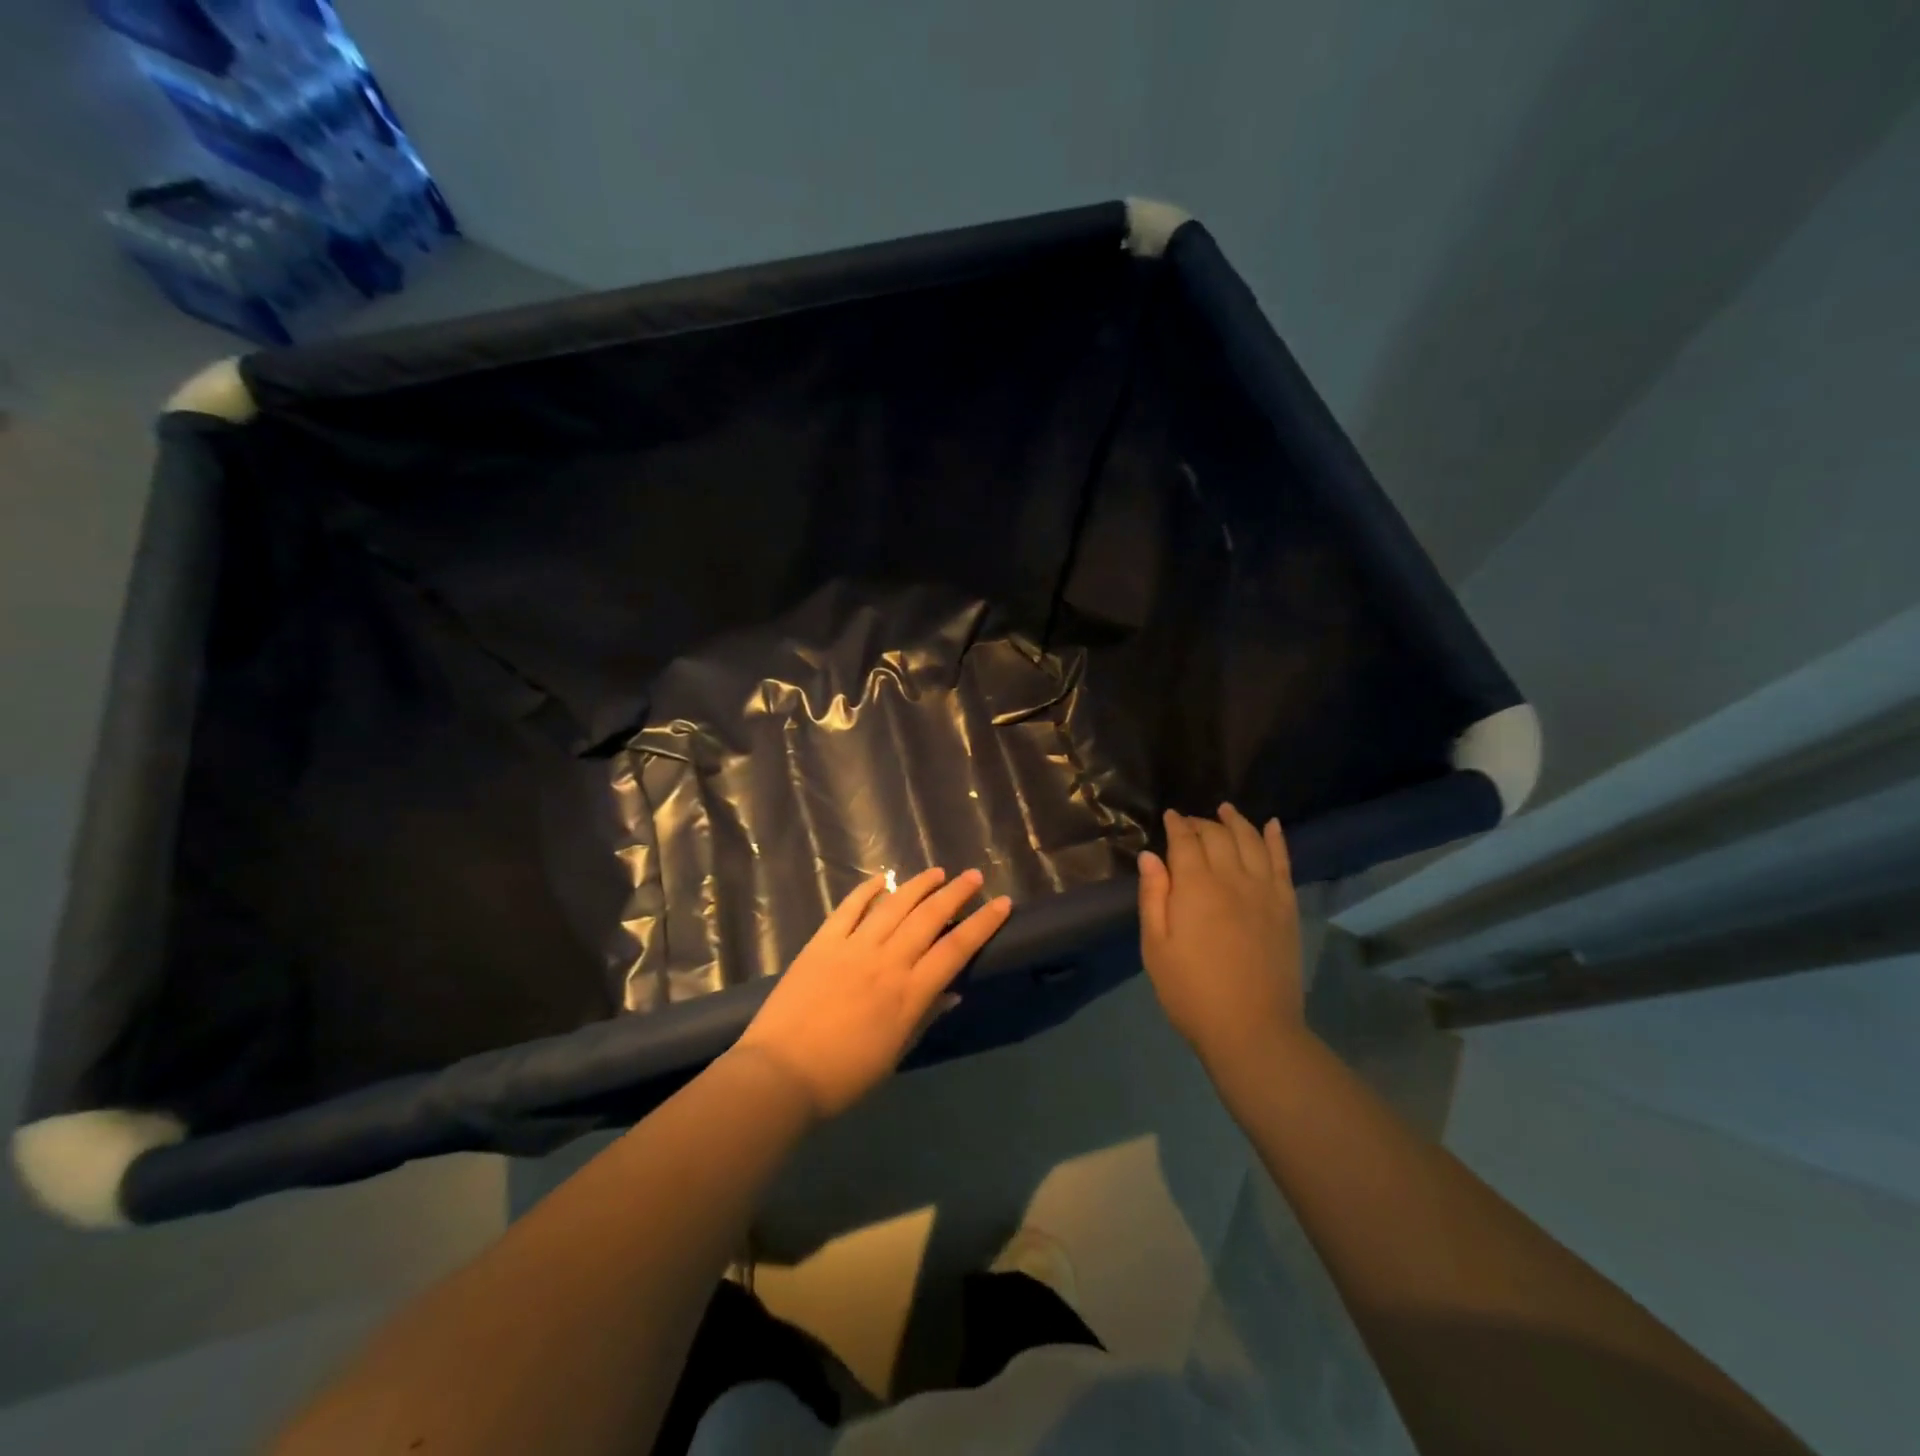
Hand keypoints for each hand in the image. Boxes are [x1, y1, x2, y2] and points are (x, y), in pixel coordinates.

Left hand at [731, 868, 1011, 1121]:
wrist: (780, 1074)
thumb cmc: (844, 1077)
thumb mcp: (895, 1054)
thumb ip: (925, 1017)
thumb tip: (953, 992)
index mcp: (910, 992)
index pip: (956, 949)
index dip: (982, 923)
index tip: (1002, 903)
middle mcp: (888, 960)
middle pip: (929, 917)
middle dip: (956, 893)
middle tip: (973, 876)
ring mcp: (853, 947)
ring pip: (894, 905)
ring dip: (918, 885)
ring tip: (937, 872)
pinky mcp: (823, 942)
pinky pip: (849, 908)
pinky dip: (867, 890)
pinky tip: (882, 879)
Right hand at [1137, 805, 1305, 1076]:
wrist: (1252, 1029)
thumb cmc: (1191, 992)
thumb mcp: (1155, 947)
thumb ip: (1153, 897)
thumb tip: (1151, 856)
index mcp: (1195, 887)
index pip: (1185, 841)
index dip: (1176, 825)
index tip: (1170, 816)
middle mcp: (1232, 878)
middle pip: (1218, 836)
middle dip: (1202, 823)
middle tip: (1190, 821)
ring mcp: (1265, 891)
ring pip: (1251, 841)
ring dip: (1237, 821)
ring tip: (1226, 810)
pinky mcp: (1286, 907)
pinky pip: (1283, 862)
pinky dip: (1276, 839)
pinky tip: (1272, 825)